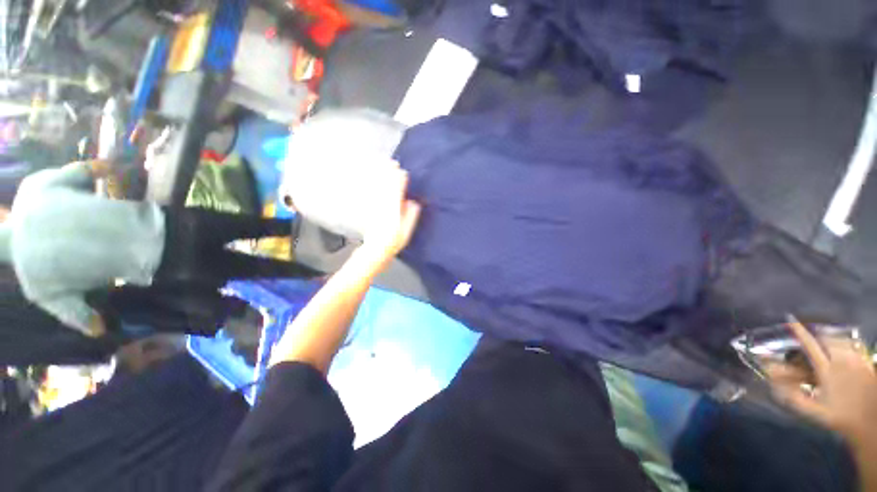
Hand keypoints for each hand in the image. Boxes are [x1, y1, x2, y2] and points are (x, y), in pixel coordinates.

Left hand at [356, 161, 421, 269]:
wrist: (376, 249)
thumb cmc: (394, 241)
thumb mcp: (407, 230)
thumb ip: (411, 215)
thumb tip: (414, 202)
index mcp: (394, 208)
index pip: (398, 189)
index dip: (400, 179)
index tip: (402, 172)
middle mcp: (383, 203)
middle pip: (386, 184)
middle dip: (389, 172)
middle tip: (392, 162)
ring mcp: (374, 205)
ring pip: (376, 186)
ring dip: (379, 174)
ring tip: (382, 164)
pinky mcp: (368, 208)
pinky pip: (368, 193)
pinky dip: (368, 184)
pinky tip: (368, 178)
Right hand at [767, 319, 876, 444]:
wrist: (869, 423)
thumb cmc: (838, 417)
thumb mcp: (813, 412)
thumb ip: (792, 397)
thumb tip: (771, 382)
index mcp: (826, 370)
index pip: (810, 345)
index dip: (799, 331)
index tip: (790, 320)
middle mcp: (841, 360)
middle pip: (828, 338)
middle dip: (818, 335)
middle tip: (811, 338)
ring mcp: (857, 360)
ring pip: (842, 339)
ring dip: (831, 338)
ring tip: (827, 342)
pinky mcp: (867, 362)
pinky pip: (855, 346)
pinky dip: (846, 343)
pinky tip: (844, 350)